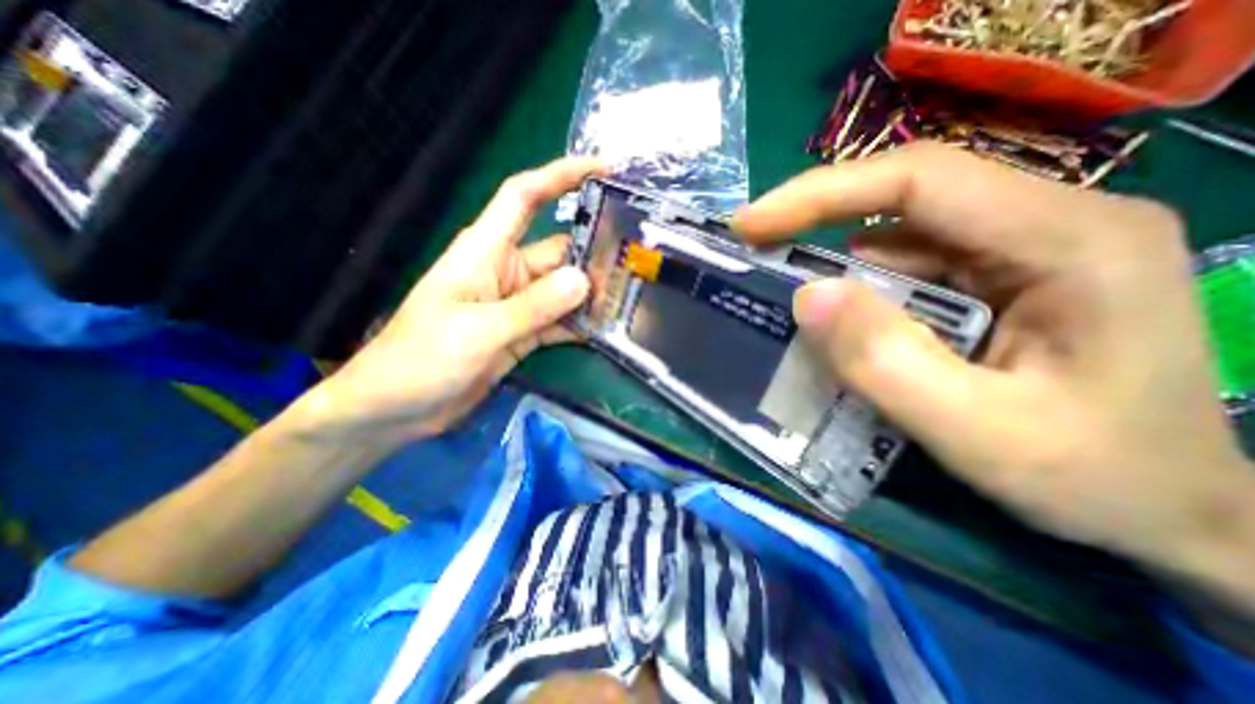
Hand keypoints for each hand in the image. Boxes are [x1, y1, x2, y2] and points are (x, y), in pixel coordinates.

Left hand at [294, 157, 607, 448]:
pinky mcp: (523, 334)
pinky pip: (559, 322)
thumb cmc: (421, 359)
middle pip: (558, 249)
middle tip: (637, 256)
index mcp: (485, 252)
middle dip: (593, 249)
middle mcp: (506, 272)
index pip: (525, 197)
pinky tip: (606, 328)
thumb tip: (583, 280)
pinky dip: (580, 325)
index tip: (603, 168)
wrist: (397, 409)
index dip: (561, 175)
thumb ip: (532, 307)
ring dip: (592, 293)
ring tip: (631, 294)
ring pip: (563, 289)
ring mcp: (517, 305)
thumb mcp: (478, 330)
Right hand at [738, 146, 1254, 593]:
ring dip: (833, 261)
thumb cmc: (1096, 478)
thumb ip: (887, 363)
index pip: (919, 180)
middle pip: (903, 198)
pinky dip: (855, 289)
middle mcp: (1045, 225)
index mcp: (1068, 240)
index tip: (752, 222)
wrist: (1176, 514)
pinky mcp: (992, 279)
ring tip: (778, 287)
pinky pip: (904, 269)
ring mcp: (1017, 251)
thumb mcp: (981, 433)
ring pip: (898, 236)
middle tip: (753, 245)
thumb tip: (806, 297)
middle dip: (815, 218)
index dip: (821, 193)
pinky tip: (832, 319)